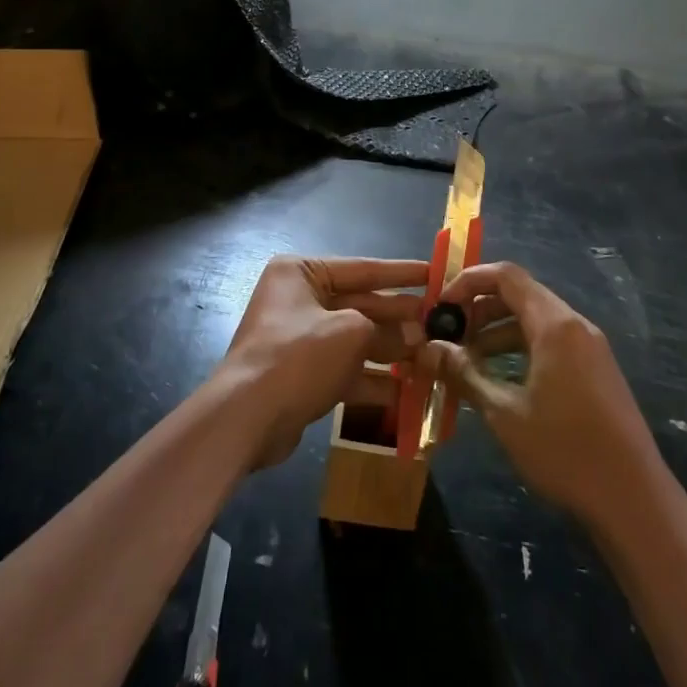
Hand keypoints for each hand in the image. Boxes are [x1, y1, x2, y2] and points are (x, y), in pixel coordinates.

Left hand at [217, 255, 426, 469]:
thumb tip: (416, 334)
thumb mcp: (351, 332)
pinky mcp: (302, 374)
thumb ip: (386, 329)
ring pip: (355, 339)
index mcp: (302, 273)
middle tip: (439, 323)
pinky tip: (406, 392)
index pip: (362, 268)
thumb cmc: (299, 356)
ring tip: (429, 357)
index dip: (401, 273)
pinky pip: (345, 369)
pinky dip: (372, 379)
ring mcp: (299, 339)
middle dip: (398, 317)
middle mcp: (298, 299)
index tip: (435, 273)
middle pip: (360, 304)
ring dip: (390, 350)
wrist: (247, 418)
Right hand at [421, 262, 663, 527]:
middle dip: (479, 309)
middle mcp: (575, 324)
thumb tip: (427, 350)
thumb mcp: (505, 414)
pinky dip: (520, 348)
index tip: (441, 307)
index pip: (506, 275)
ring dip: (497, 331)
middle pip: (520, 295)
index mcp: (555, 324)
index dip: (469, 282)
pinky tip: (499, 379)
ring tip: (466, 360)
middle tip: (448, 336)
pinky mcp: (596, 369)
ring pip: (535, 320)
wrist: (635, 500)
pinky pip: (550, 341)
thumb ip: (464, 374)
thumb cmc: (565, 451)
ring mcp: (589, 347)